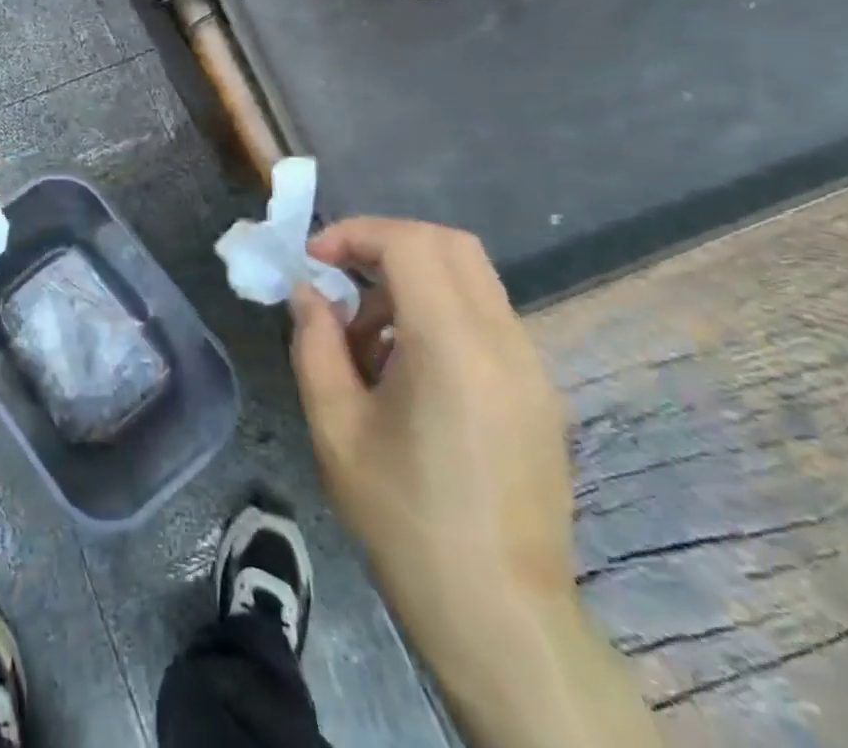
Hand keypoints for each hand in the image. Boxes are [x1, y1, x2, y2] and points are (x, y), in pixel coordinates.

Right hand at [288, 218, 657, 747]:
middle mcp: (505, 343)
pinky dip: (437, 312)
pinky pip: (485, 317)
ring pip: (469, 278)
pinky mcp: (539, 392)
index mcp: (454, 347)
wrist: (499, 614)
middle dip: (384, 244)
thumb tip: (308, 292)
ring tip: (366, 339)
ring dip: (409, 281)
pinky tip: (405, 369)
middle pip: (449, 244)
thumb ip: (314, 343)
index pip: (410, 243)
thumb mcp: (334, 425)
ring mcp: (532, 367)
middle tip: (339, 277)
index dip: (355, 234)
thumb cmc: (404, 517)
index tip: (313, 259)